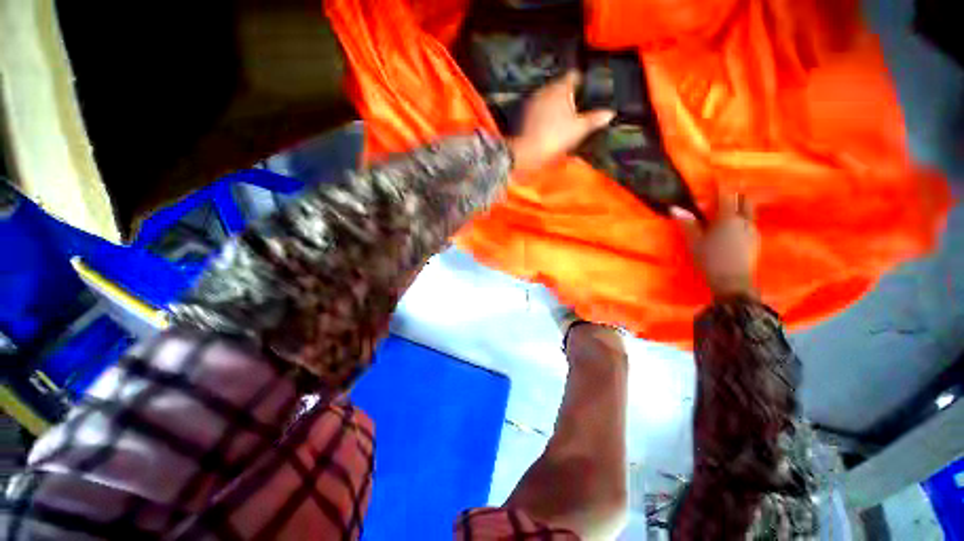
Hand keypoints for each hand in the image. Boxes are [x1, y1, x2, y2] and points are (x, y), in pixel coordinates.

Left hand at [508, 71, 615, 173]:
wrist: (527, 152)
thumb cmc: (555, 138)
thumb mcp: (579, 129)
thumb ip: (595, 119)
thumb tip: (610, 113)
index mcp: (560, 87)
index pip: (574, 75)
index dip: (583, 81)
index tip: (588, 91)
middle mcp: (545, 89)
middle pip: (561, 85)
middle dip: (569, 94)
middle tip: (579, 105)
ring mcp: (533, 100)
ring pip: (549, 96)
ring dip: (556, 103)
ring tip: (564, 116)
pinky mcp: (524, 113)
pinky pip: (539, 107)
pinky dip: (545, 112)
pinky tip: (549, 123)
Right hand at [672, 192, 759, 298]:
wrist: (733, 281)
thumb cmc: (710, 260)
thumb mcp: (694, 242)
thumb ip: (687, 223)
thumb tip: (674, 208)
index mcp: (728, 218)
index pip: (727, 196)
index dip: (722, 185)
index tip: (717, 177)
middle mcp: (744, 221)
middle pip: (745, 200)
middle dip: (736, 193)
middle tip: (725, 192)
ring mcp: (752, 231)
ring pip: (750, 211)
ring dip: (741, 205)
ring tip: (731, 206)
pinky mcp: (755, 241)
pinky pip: (751, 222)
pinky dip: (744, 218)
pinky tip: (736, 225)